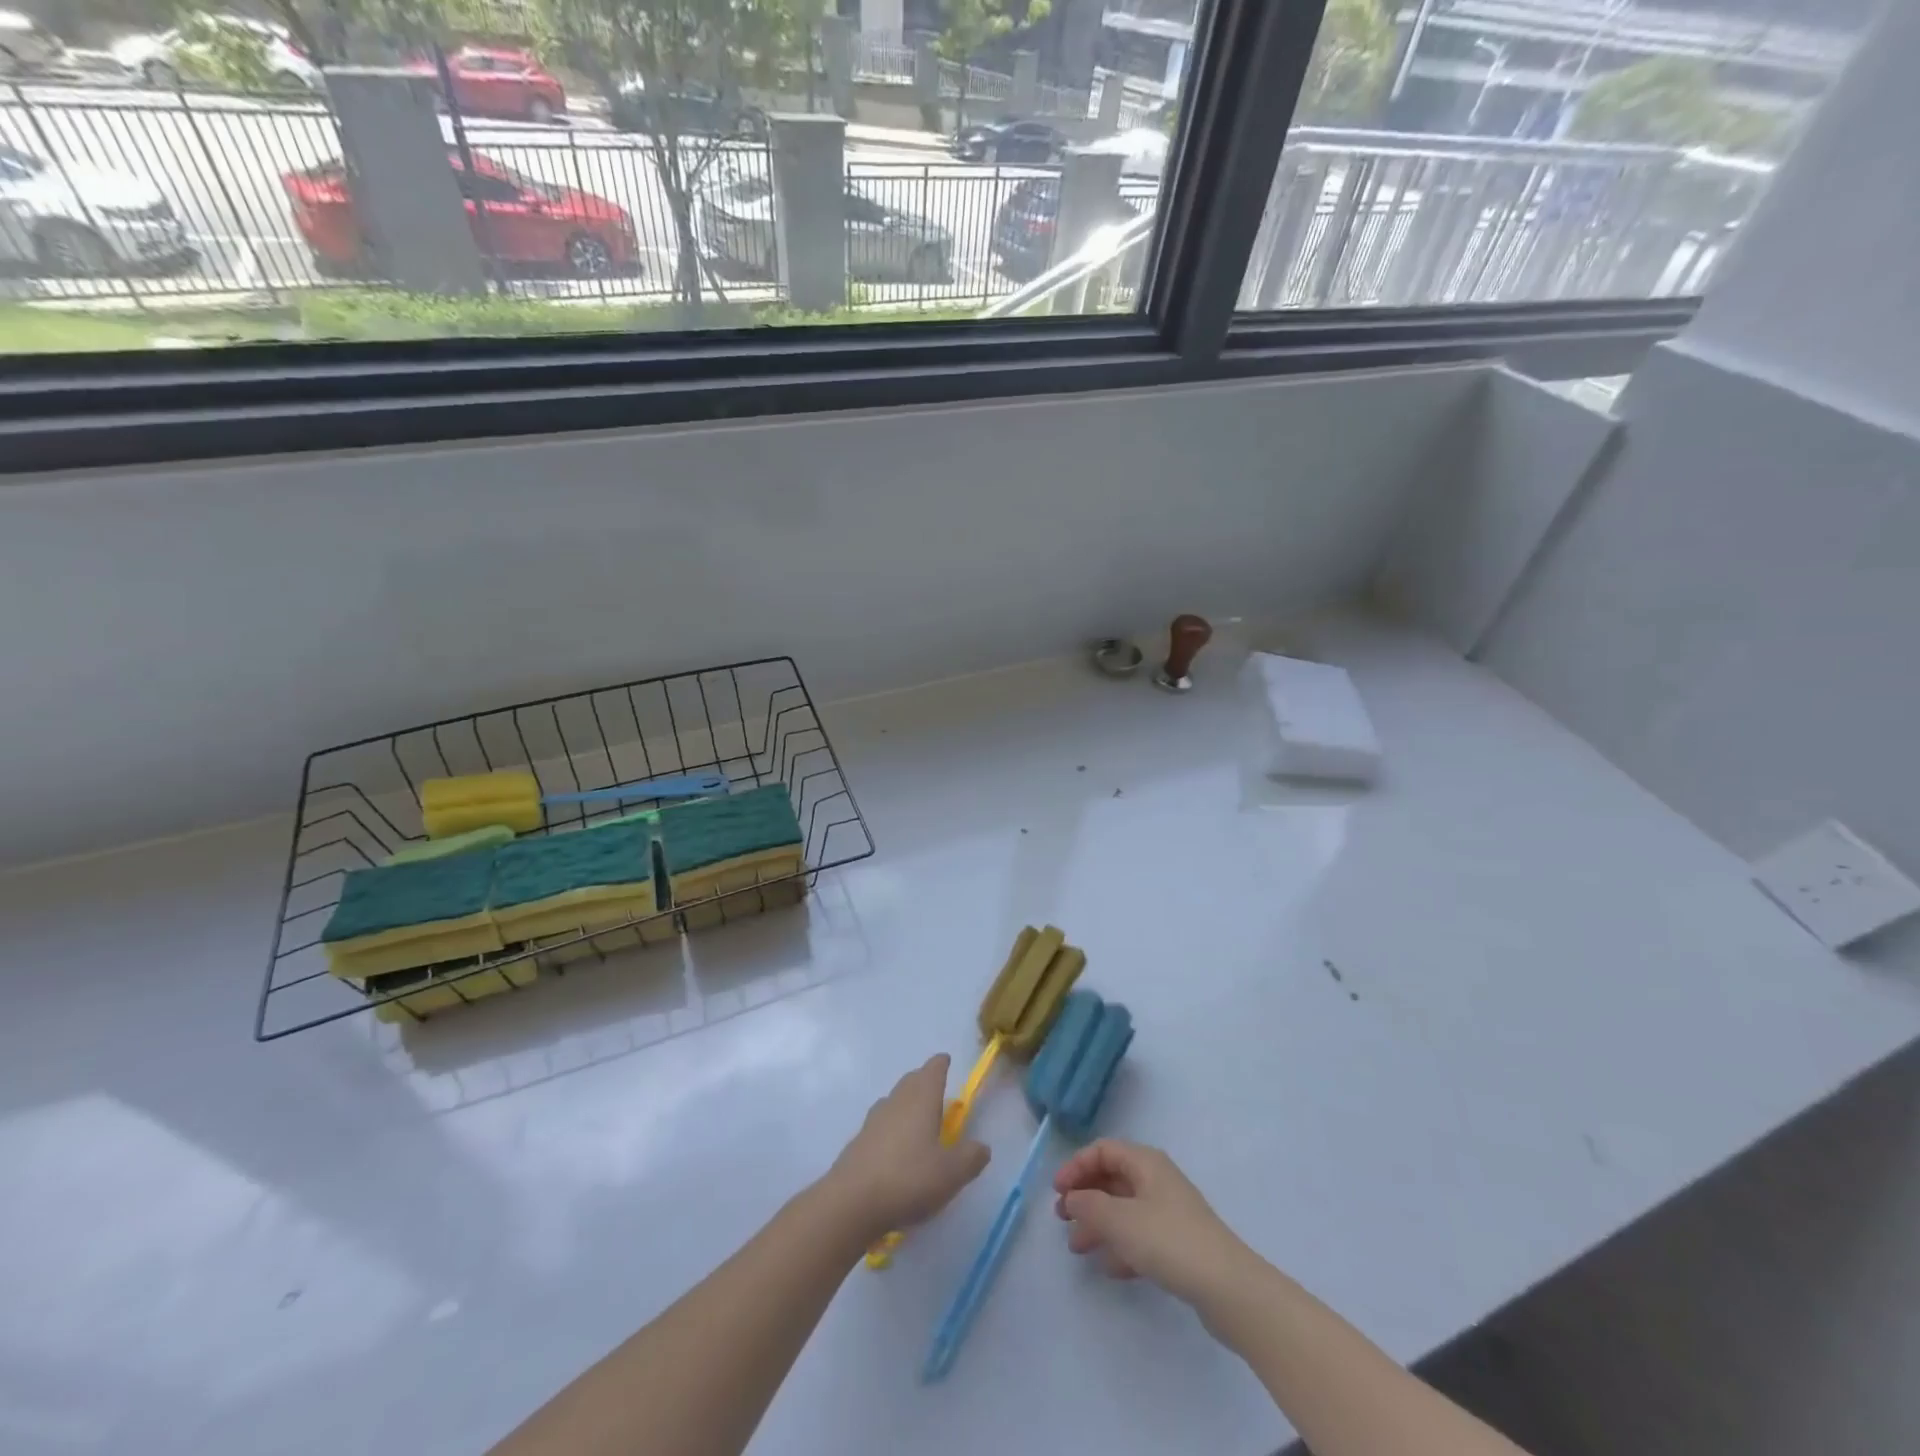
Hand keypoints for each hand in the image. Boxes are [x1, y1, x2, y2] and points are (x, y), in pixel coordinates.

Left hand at [825, 1055, 990, 1241]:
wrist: (851, 1202)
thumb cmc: (909, 1179)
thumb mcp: (951, 1173)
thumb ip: (971, 1158)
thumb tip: (982, 1146)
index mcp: (922, 1099)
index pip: (933, 1070)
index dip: (941, 1064)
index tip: (946, 1060)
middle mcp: (897, 1101)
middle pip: (911, 1081)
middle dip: (924, 1080)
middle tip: (936, 1089)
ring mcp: (873, 1120)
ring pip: (894, 1100)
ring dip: (906, 1103)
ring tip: (917, 1117)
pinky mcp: (859, 1142)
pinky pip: (881, 1124)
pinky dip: (892, 1127)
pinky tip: (896, 1147)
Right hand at [1053, 1140, 1252, 1307]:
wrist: (1228, 1288)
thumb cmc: (1169, 1241)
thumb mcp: (1120, 1221)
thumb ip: (1089, 1206)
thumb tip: (1072, 1199)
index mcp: (1145, 1163)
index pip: (1103, 1150)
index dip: (1076, 1166)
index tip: (1057, 1191)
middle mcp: (1157, 1180)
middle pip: (1112, 1179)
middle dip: (1085, 1197)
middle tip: (1062, 1219)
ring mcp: (1169, 1212)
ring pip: (1124, 1209)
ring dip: (1098, 1224)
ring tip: (1077, 1248)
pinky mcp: (1178, 1244)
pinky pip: (1140, 1236)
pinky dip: (1121, 1246)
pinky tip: (1109, 1268)